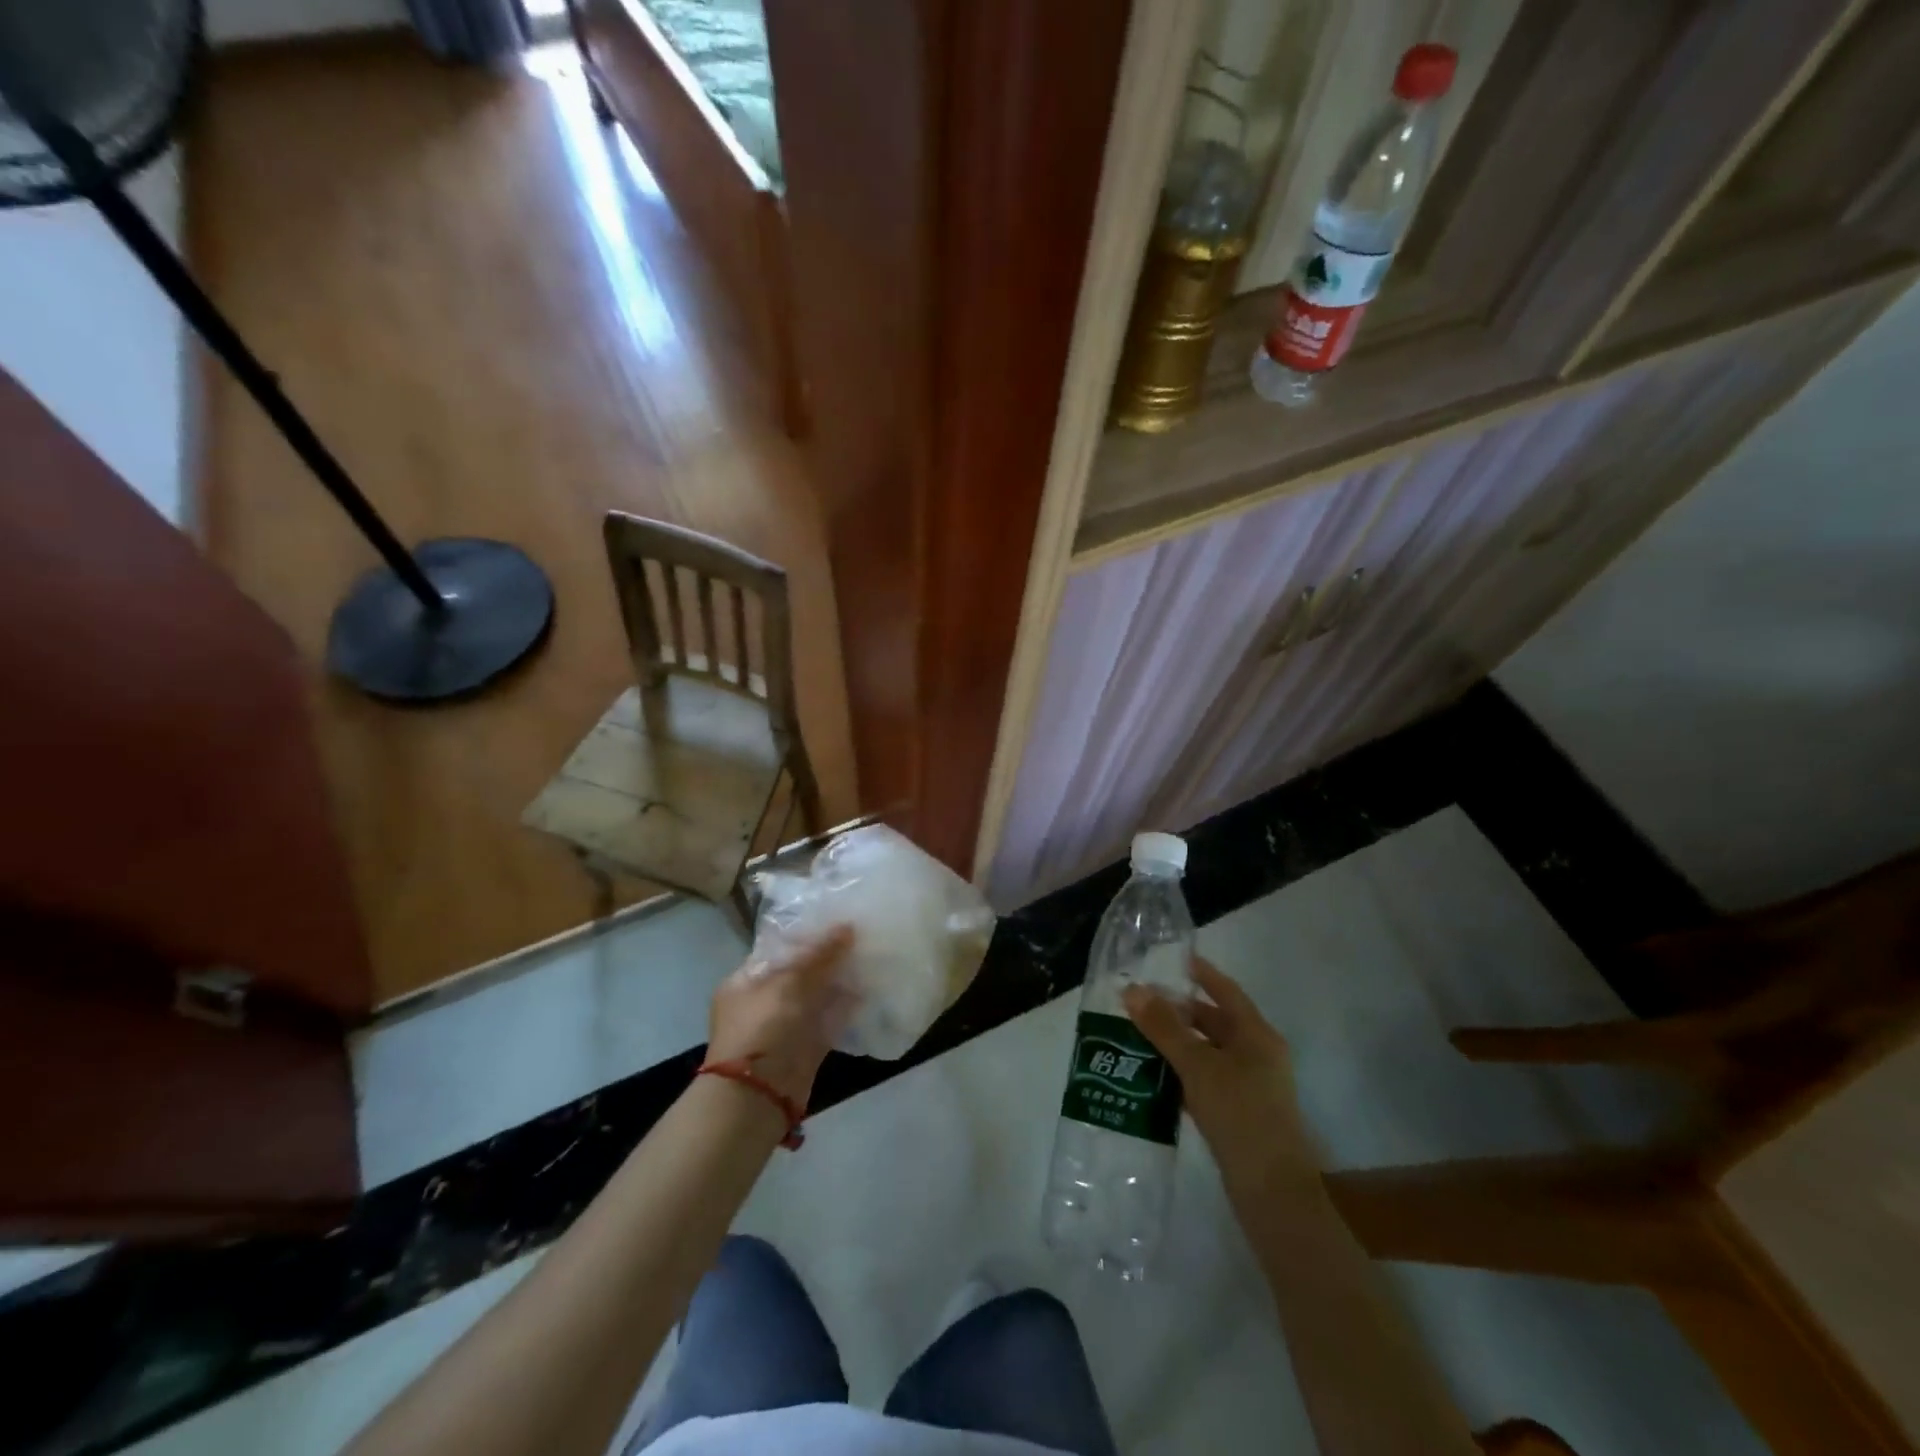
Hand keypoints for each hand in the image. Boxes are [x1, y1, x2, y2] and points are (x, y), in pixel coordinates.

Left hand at [708, 925, 856, 1107]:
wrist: (758, 1096)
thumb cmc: (764, 1029)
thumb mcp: (789, 983)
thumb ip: (819, 955)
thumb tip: (847, 927)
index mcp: (746, 980)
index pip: (779, 948)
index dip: (809, 935)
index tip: (839, 920)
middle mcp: (764, 1000)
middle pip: (801, 971)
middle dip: (829, 957)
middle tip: (861, 936)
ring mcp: (786, 1025)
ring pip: (818, 995)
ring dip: (841, 980)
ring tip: (871, 957)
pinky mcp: (807, 1046)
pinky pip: (830, 1020)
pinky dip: (847, 1007)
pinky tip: (869, 990)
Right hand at [1123, 958, 1318, 1191]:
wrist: (1272, 1193)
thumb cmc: (1240, 1115)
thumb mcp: (1198, 1065)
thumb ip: (1164, 1028)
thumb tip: (1132, 989)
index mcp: (1257, 1036)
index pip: (1226, 992)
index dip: (1203, 974)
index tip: (1175, 959)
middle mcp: (1257, 1055)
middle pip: (1215, 1022)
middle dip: (1179, 1011)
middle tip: (1140, 1002)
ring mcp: (1250, 1087)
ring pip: (1207, 1053)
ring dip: (1176, 1043)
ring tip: (1137, 1034)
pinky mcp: (1239, 1114)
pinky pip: (1205, 1080)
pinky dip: (1181, 1073)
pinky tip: (1153, 1076)